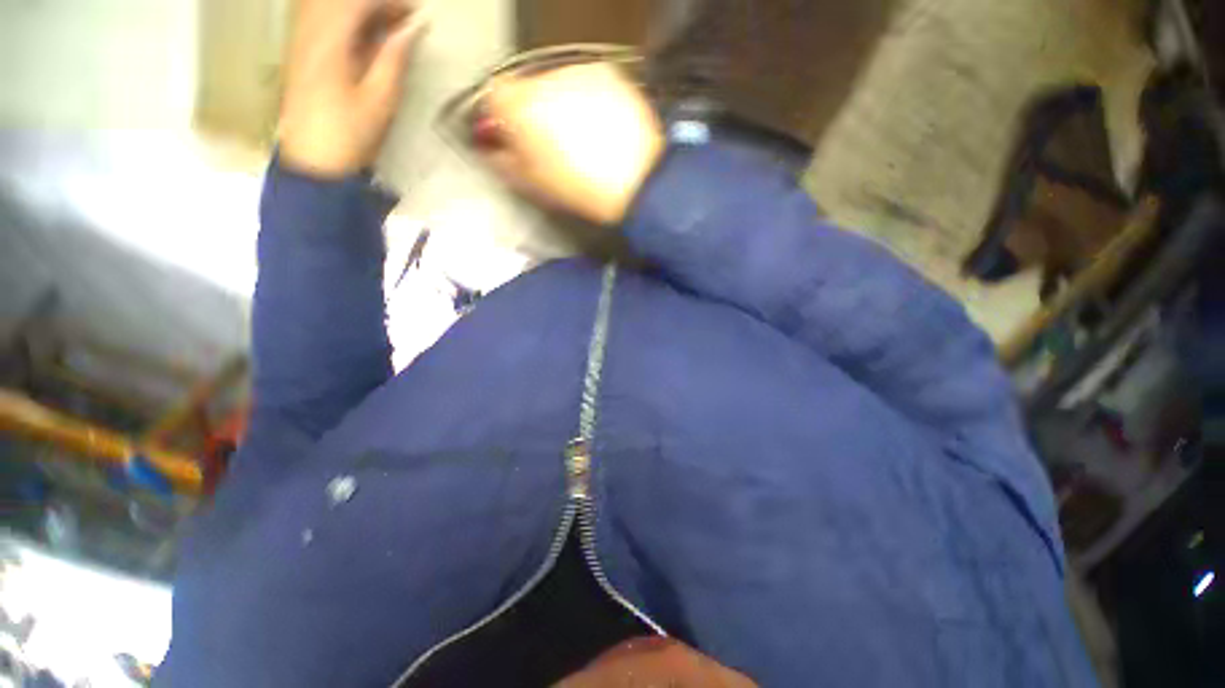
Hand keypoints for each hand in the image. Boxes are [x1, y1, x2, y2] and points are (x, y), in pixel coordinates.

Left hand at [279, 0, 425, 178]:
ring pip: (324, 4)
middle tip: (401, 19)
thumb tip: (409, 29)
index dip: (389, 3)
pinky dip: (341, 17)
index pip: (359, 1)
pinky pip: (316, 15)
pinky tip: (359, 31)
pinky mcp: (298, 48)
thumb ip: (393, 58)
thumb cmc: (350, 133)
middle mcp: (309, 29)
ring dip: (356, 9)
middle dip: (373, 3)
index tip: (415, 15)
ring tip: (383, 23)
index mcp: (330, 40)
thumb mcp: (380, 99)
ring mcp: (299, 37)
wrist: (313, 160)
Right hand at [479, 64, 664, 224]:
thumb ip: (504, 161)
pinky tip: (601, 130)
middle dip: (534, 112)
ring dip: (562, 107)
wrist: (637, 181)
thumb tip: (492, 150)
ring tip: (583, 141)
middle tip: (552, 144)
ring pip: (558, 86)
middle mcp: (547, 80)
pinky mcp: (608, 75)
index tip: (510, 133)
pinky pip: (587, 86)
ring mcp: (580, 74)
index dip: (501, 116)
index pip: (494, 94)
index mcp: (522, 107)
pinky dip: (588, 103)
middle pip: (528, 89)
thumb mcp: (535, 184)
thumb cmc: (583, 189)